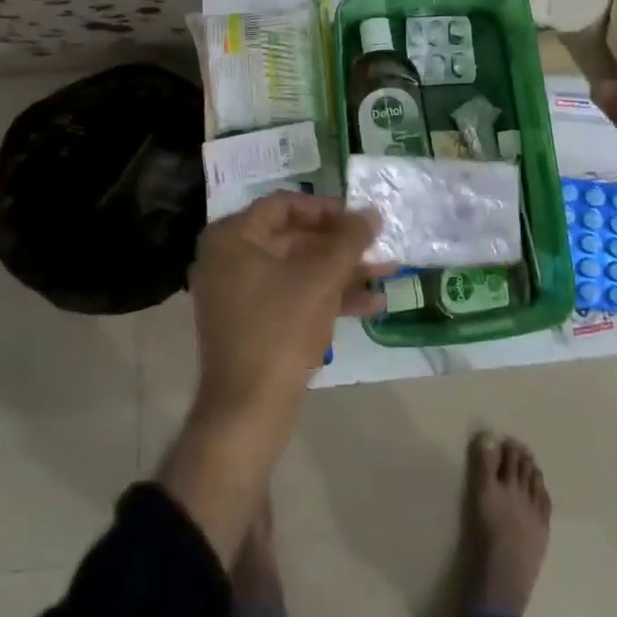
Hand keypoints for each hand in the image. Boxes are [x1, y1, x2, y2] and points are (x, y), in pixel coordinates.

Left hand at [187, 192, 387, 441]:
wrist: (247, 412)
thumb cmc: (280, 330)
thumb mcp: (321, 279)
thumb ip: (349, 240)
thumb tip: (372, 213)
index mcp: (233, 238)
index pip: (284, 204)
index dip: (325, 208)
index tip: (358, 218)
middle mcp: (229, 259)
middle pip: (293, 237)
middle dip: (340, 245)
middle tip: (377, 245)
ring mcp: (239, 294)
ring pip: (298, 269)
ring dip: (341, 271)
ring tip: (387, 273)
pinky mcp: (252, 324)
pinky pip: (292, 296)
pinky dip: (326, 296)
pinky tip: (371, 305)